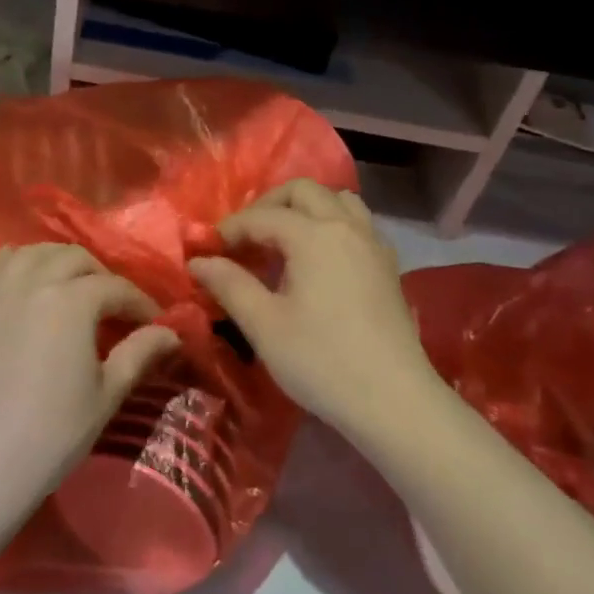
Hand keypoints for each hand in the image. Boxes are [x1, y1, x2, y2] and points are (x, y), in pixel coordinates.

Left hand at [0, 244, 180, 533]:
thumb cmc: (54, 432)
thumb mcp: (107, 393)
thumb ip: (140, 353)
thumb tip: (172, 332)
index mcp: (71, 301)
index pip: (115, 288)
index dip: (140, 303)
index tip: (156, 322)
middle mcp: (33, 282)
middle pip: (75, 258)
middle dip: (101, 276)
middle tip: (115, 307)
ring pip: (35, 252)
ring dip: (60, 261)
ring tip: (73, 287)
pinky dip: (18, 263)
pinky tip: (28, 279)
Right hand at [189, 180, 439, 443]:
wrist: (394, 401)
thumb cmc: (320, 361)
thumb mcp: (264, 324)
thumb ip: (229, 284)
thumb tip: (198, 261)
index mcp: (314, 235)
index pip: (262, 217)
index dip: (230, 229)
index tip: (206, 251)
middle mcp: (347, 227)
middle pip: (304, 191)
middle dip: (268, 205)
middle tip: (245, 238)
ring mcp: (373, 244)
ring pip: (338, 201)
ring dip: (305, 209)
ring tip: (283, 241)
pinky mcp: (388, 267)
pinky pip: (357, 224)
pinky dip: (332, 225)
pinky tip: (318, 261)